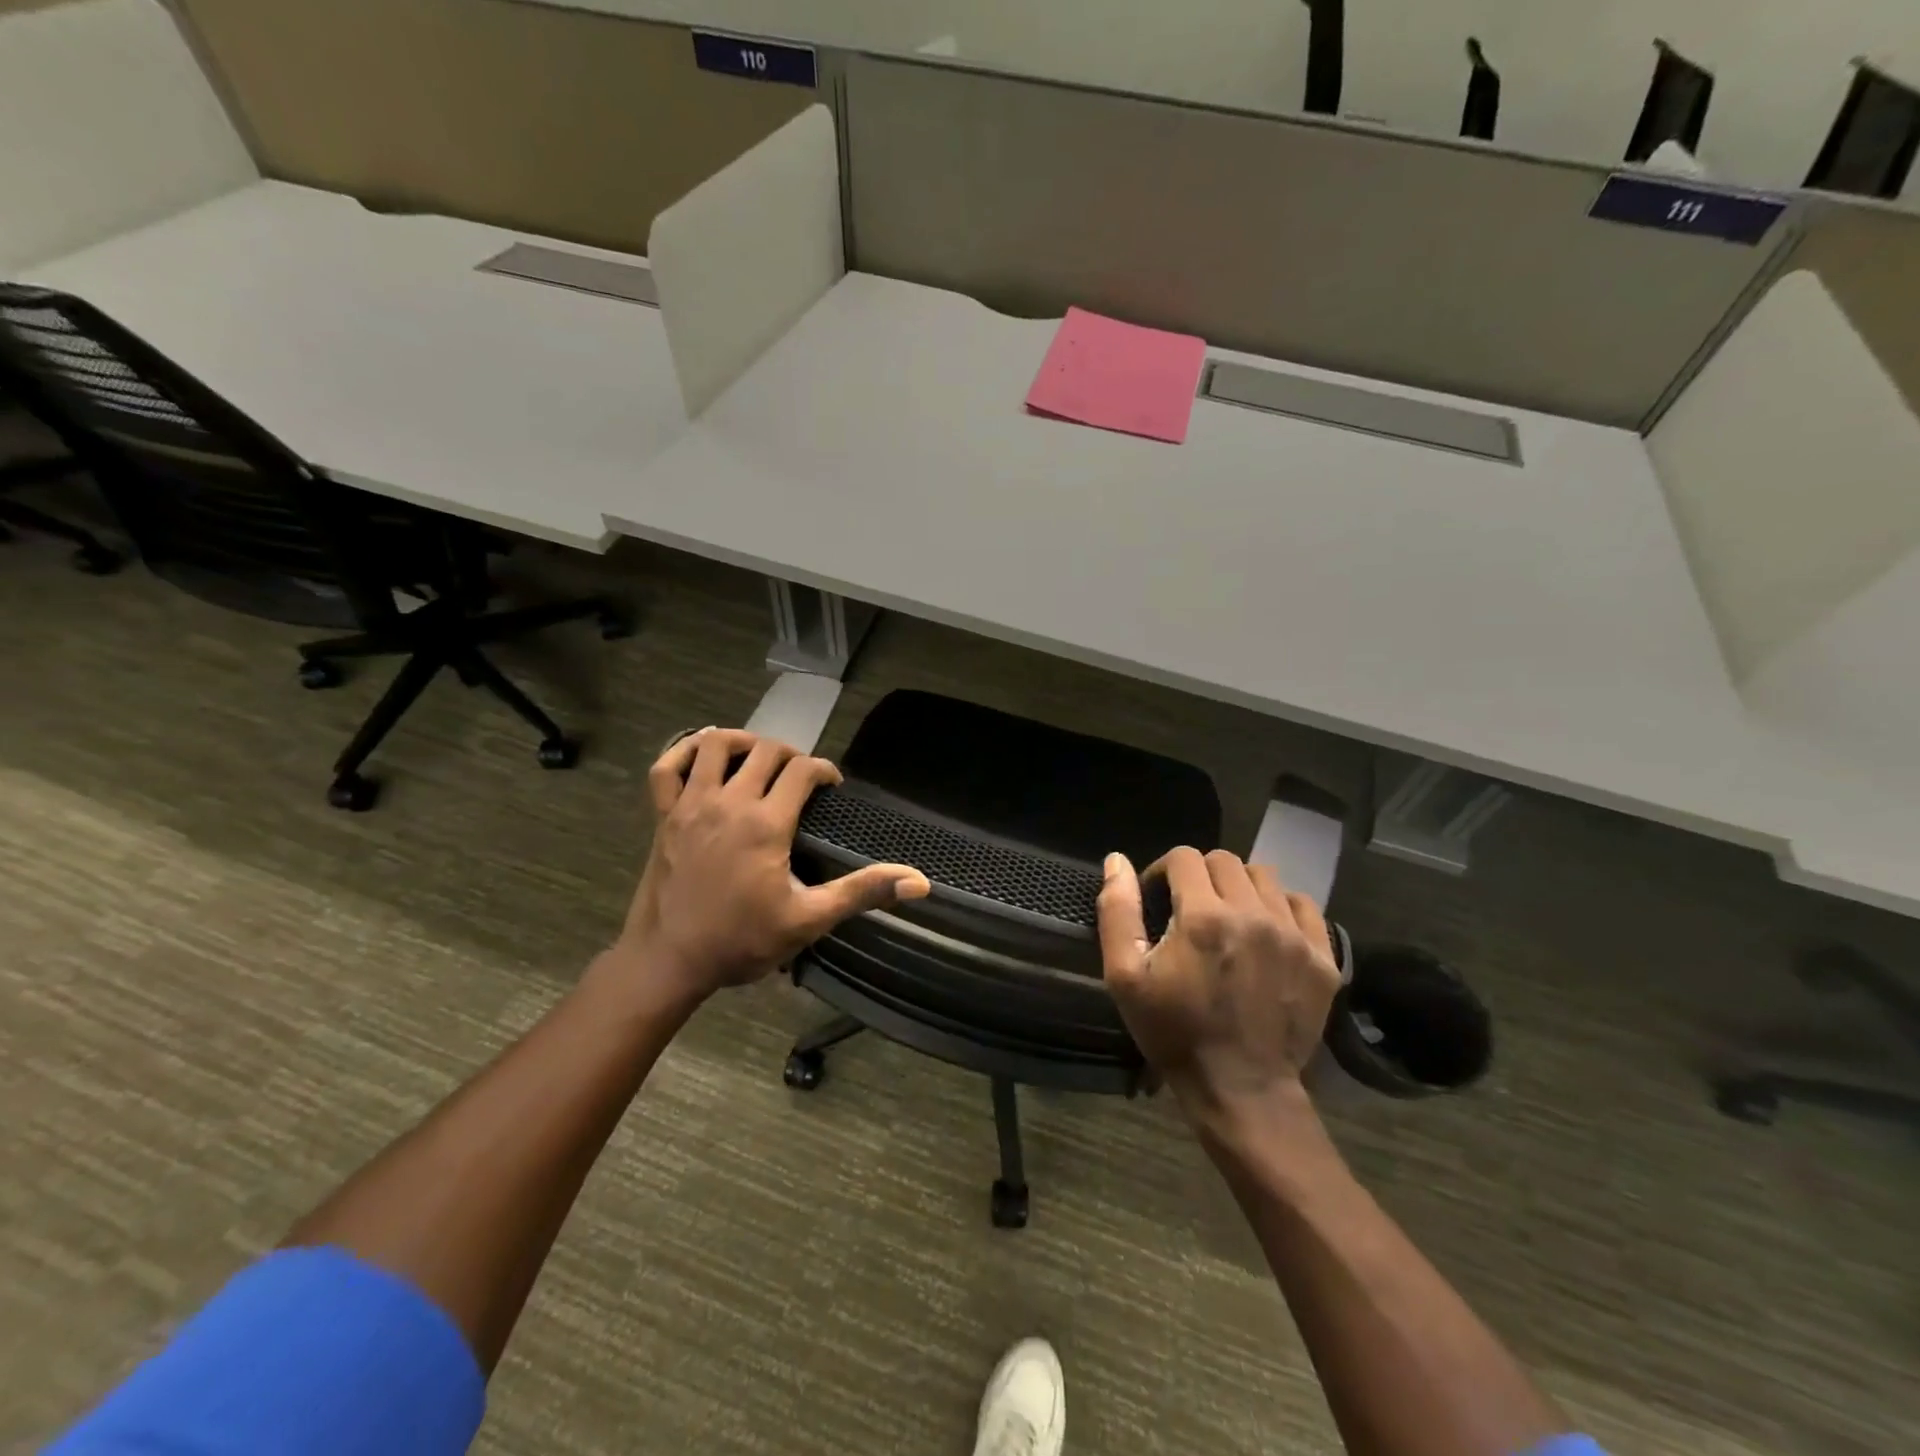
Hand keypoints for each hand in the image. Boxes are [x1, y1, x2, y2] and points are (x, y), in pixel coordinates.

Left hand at [612, 728, 929, 1003]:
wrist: (669, 961)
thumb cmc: (741, 941)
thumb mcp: (809, 919)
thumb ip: (862, 892)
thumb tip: (919, 883)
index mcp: (767, 823)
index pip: (803, 770)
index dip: (824, 770)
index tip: (832, 787)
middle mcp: (729, 802)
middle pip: (765, 750)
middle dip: (790, 754)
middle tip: (800, 777)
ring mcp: (690, 804)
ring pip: (715, 744)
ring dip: (742, 741)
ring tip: (757, 757)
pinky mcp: (663, 814)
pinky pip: (667, 764)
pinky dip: (683, 749)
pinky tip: (701, 754)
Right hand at [1097, 847, 1340, 1113]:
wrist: (1241, 1090)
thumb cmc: (1174, 1032)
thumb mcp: (1125, 977)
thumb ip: (1118, 911)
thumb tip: (1116, 860)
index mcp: (1202, 916)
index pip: (1184, 857)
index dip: (1163, 870)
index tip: (1159, 898)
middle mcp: (1252, 914)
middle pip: (1224, 861)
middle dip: (1200, 876)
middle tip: (1190, 909)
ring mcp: (1293, 935)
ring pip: (1264, 877)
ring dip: (1239, 887)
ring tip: (1229, 918)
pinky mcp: (1322, 957)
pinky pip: (1304, 905)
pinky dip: (1281, 906)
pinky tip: (1266, 930)